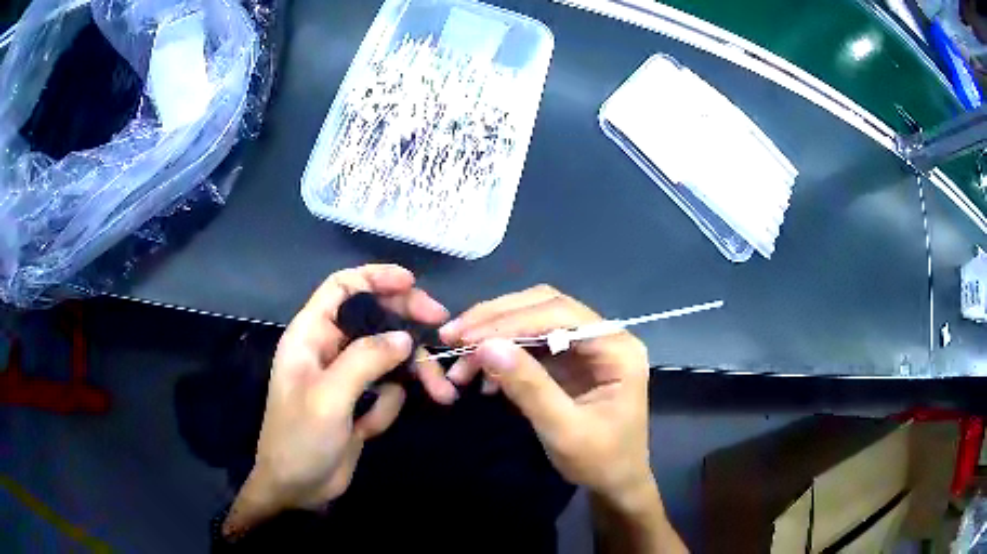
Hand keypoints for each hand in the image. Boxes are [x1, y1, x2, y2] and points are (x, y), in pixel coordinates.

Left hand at [224, 265, 450, 537]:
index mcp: (310, 336)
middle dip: (408, 321)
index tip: (412, 283)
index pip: (342, 288)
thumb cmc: (299, 439)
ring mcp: (346, 376)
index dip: (374, 277)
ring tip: (442, 393)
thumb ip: (365, 360)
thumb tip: (405, 337)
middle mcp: (329, 349)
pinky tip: (370, 429)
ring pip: (388, 355)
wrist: (297, 489)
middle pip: (373, 317)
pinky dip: (389, 404)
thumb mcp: (328, 397)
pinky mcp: (359, 401)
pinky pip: (387, 389)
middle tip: (441, 326)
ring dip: (414, 372)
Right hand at [439, 285, 654, 506]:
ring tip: (460, 362)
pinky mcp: (568, 359)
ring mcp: (585, 345)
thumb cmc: (600, 460)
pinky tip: (481, 376)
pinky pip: (529, 343)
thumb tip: (486, 347)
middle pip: (545, 306)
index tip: (469, 337)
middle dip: (497, 319)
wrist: (614, 482)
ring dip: (494, 334)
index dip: (512, 320)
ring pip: (533, 319)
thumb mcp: (564, 430)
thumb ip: (529, 387)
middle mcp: (604, 336)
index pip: (561, 314)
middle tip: (454, 336)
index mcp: (617, 348)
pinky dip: (502, 354)